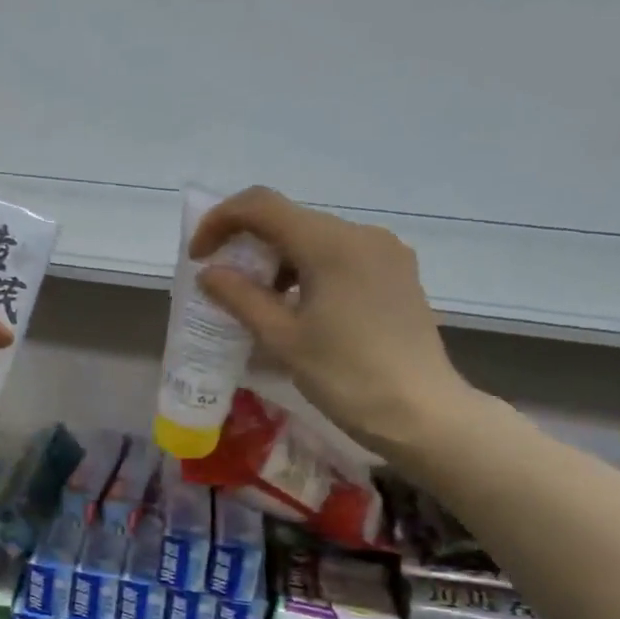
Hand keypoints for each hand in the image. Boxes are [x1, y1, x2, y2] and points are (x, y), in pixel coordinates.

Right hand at [192, 187, 477, 459]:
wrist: (421, 412)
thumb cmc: (346, 376)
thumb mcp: (283, 339)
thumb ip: (240, 298)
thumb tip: (208, 274)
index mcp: (331, 244)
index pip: (261, 205)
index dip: (220, 221)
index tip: (198, 257)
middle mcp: (361, 234)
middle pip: (290, 220)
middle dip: (249, 245)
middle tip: (224, 286)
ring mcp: (385, 253)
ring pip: (316, 239)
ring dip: (278, 261)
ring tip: (260, 305)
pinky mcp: (397, 274)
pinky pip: (341, 258)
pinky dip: (308, 272)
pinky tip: (299, 310)